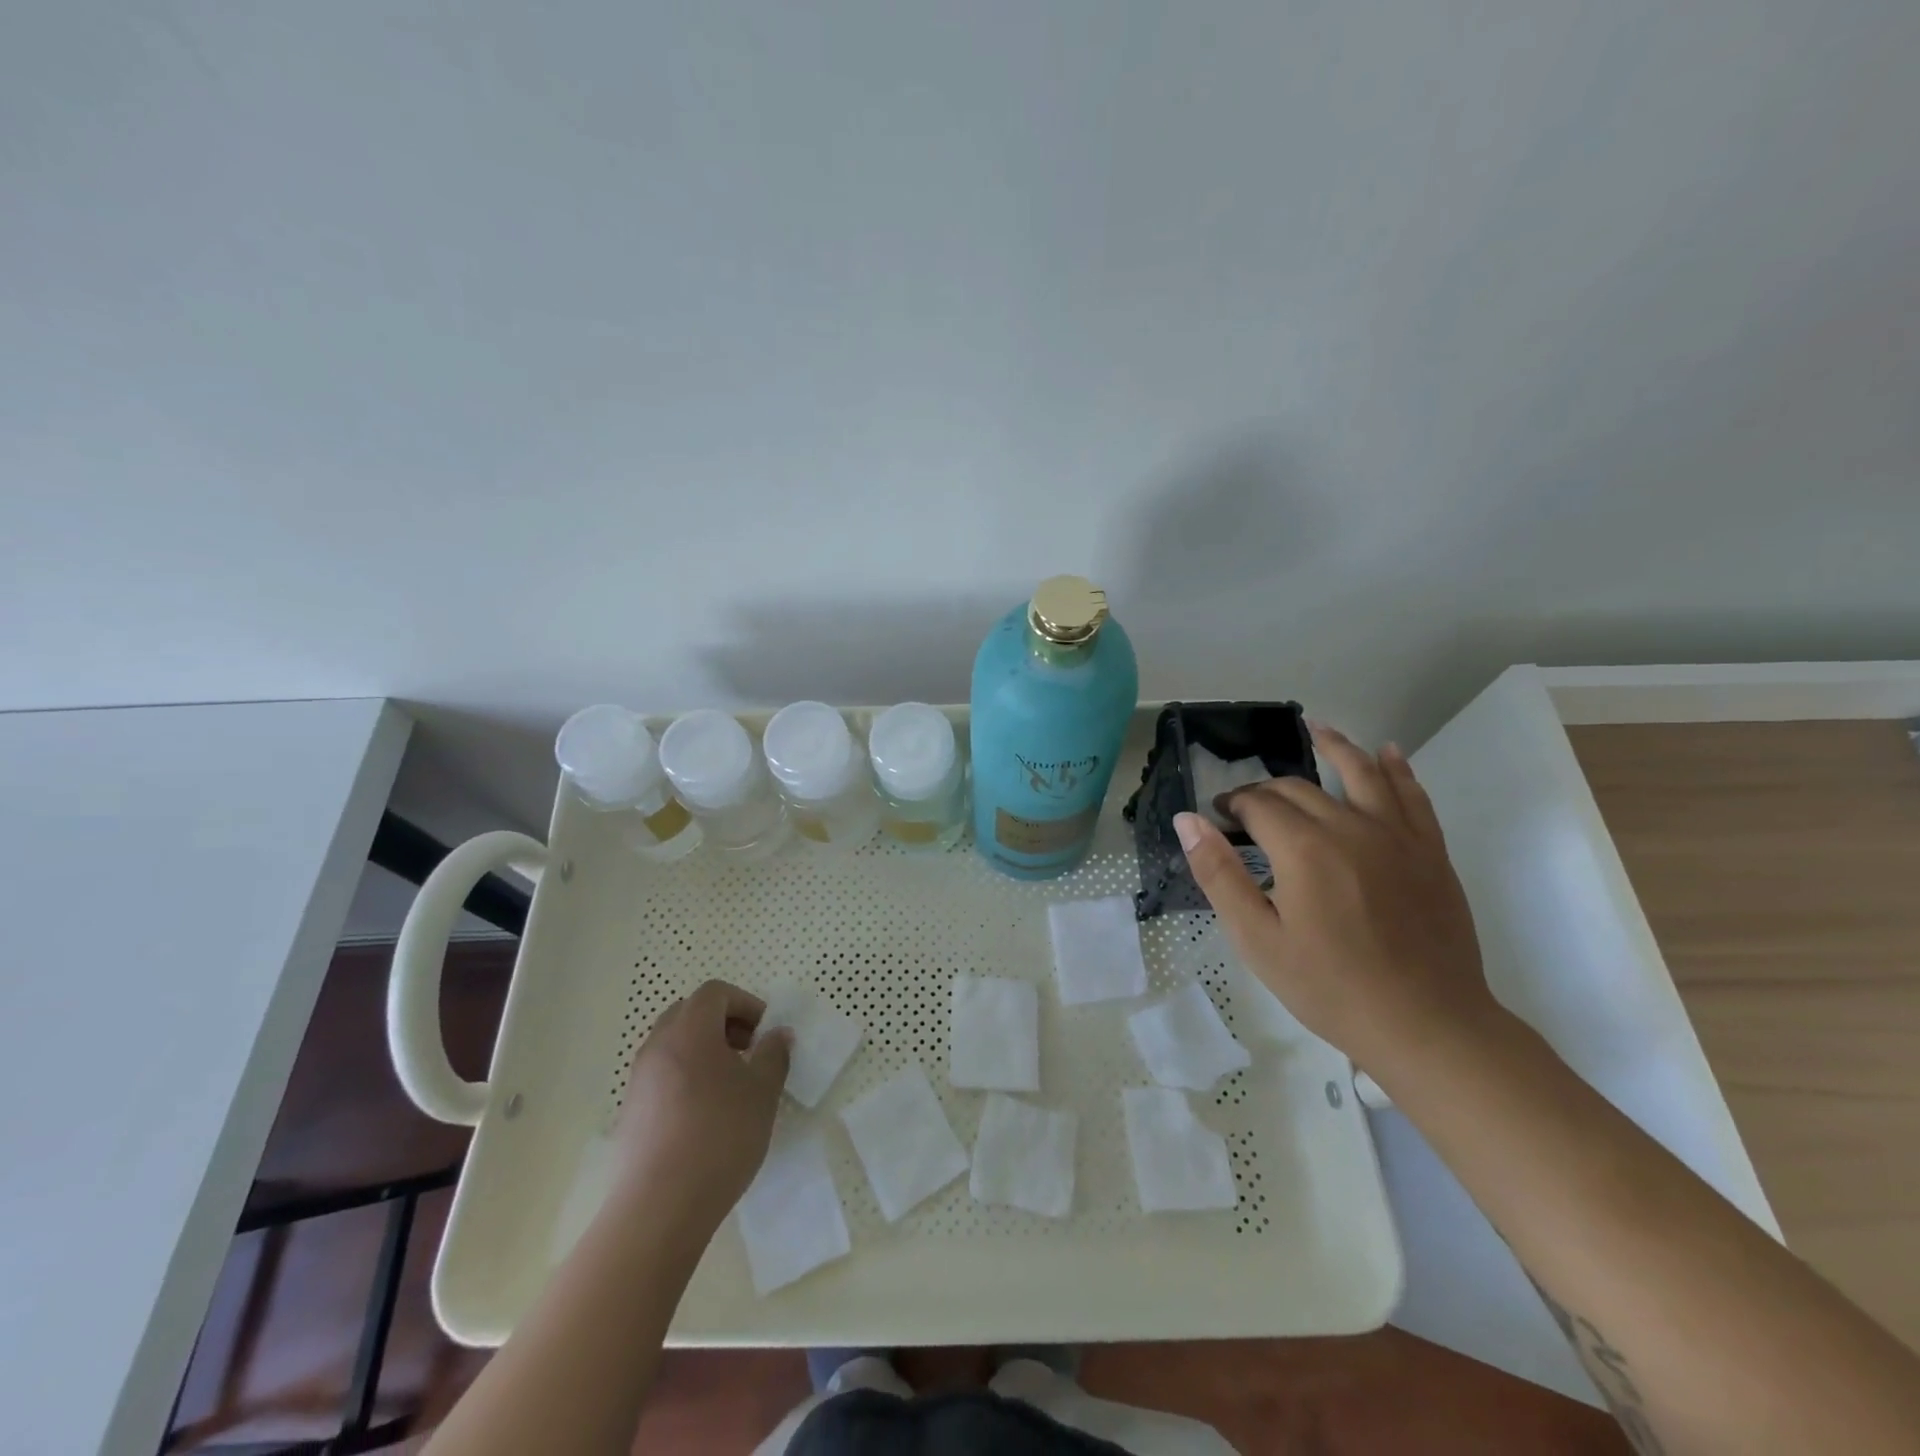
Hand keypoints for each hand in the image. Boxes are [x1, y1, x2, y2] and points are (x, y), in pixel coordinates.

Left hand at [611, 979, 791, 1238]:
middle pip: (690, 1012)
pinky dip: (686, 1075)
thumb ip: (773, 1054)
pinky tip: (705, 1113)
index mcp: (689, 1031)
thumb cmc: (719, 1137)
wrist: (659, 1208)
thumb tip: (778, 1034)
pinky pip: (662, 1073)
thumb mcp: (762, 1092)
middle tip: (748, 1050)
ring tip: (730, 1084)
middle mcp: (658, 1045)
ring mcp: (639, 1079)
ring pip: (674, 1043)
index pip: (715, 993)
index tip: (764, 1032)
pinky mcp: (630, 1111)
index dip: (745, 1003)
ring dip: (704, 1049)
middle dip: (723, 1022)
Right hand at [1174, 723, 1500, 1078]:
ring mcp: (1396, 835)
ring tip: (1316, 727)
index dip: (1233, 805)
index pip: (1258, 805)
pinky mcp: (1429, 851)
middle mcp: (1349, 826)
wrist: (1426, 1025)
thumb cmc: (1329, 986)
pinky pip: (1412, 795)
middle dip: (1267, 789)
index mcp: (1302, 848)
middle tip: (1248, 806)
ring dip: (1336, 746)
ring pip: (1361, 773)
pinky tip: (1387, 752)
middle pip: (1300, 788)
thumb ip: (1219, 873)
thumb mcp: (1256, 938)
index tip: (1219, 818)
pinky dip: (1397, 769)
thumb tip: (1188, 819)